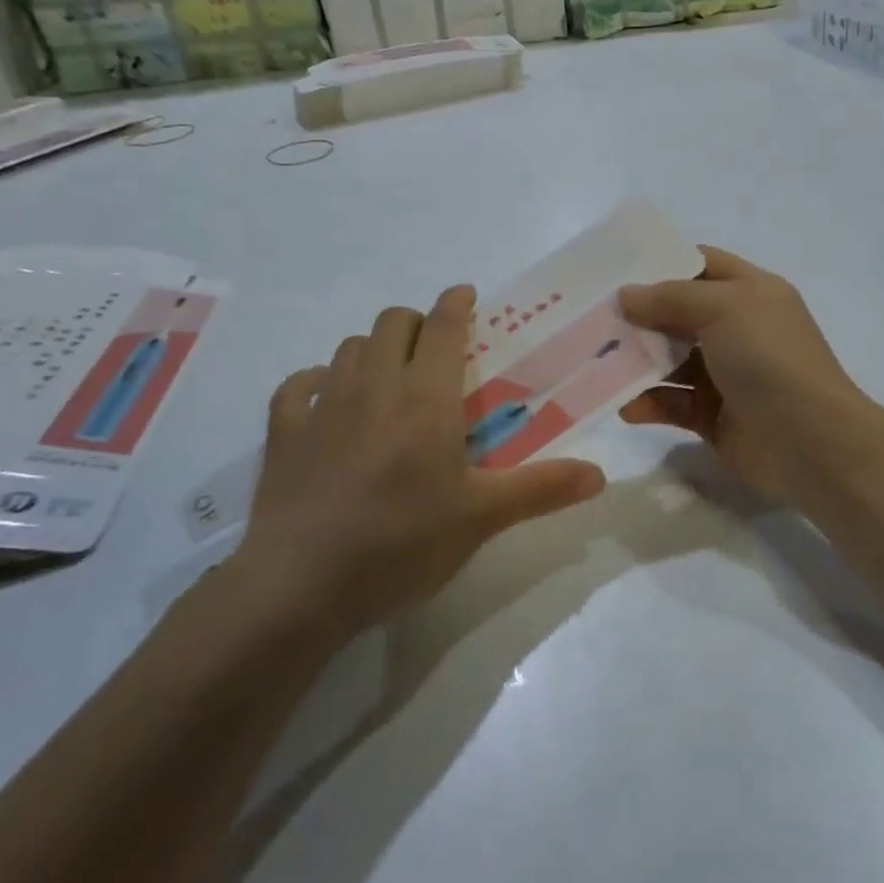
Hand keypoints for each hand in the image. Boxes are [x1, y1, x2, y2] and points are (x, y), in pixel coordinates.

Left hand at [234, 286, 606, 641]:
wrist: (300, 585)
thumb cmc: (401, 543)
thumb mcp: (482, 518)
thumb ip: (542, 488)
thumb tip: (600, 474)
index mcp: (426, 397)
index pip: (442, 326)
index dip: (456, 304)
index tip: (468, 297)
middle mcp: (374, 386)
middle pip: (391, 323)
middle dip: (416, 323)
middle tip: (436, 351)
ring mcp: (322, 407)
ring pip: (348, 347)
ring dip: (373, 349)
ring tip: (390, 377)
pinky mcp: (284, 434)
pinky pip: (298, 386)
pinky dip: (317, 381)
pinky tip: (326, 400)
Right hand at [618, 248, 876, 503]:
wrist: (810, 442)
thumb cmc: (769, 358)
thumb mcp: (724, 308)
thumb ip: (670, 298)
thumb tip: (626, 295)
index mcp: (750, 292)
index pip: (701, 265)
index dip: (661, 263)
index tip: (614, 269)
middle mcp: (737, 329)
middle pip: (677, 314)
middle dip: (638, 316)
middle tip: (590, 318)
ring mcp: (726, 374)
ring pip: (670, 360)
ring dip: (636, 362)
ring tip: (595, 363)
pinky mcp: (713, 415)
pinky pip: (672, 402)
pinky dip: (649, 403)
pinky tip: (626, 407)